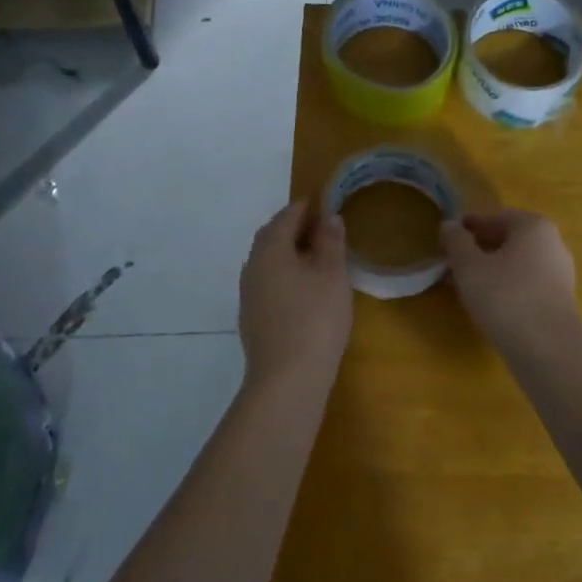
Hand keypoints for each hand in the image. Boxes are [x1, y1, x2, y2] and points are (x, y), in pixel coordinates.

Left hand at [239, 200, 352, 383]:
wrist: (287, 378)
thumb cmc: (316, 319)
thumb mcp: (332, 275)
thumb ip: (330, 243)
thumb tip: (328, 217)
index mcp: (270, 250)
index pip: (286, 217)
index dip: (306, 207)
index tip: (324, 202)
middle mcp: (252, 267)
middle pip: (272, 237)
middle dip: (295, 228)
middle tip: (322, 228)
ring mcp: (248, 294)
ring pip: (269, 262)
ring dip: (290, 253)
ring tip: (317, 258)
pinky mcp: (252, 318)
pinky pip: (269, 283)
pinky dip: (286, 276)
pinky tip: (304, 289)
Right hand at [440, 209, 580, 349]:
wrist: (547, 349)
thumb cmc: (505, 298)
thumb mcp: (469, 267)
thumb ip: (456, 242)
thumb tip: (449, 225)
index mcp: (533, 225)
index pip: (493, 217)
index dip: (467, 227)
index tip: (445, 241)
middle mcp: (552, 242)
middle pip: (507, 239)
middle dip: (478, 249)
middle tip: (452, 264)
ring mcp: (560, 272)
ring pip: (516, 263)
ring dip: (490, 269)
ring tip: (465, 285)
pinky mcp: (559, 298)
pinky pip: (526, 283)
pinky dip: (505, 286)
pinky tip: (488, 303)